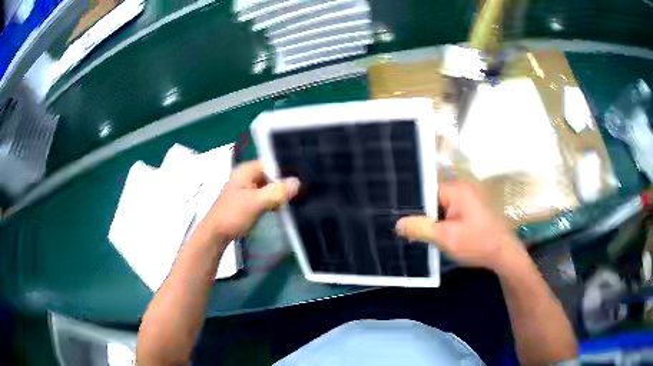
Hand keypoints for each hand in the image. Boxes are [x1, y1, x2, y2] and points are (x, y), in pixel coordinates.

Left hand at [195, 161, 299, 243]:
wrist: (215, 235)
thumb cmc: (233, 215)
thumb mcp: (256, 202)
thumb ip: (277, 192)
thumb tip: (297, 183)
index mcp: (245, 171)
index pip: (271, 163)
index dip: (286, 170)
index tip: (302, 178)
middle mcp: (246, 177)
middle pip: (271, 175)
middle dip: (284, 183)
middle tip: (303, 191)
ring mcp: (246, 190)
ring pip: (269, 187)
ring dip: (280, 193)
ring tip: (297, 199)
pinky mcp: (248, 202)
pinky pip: (265, 197)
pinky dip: (274, 201)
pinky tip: (284, 208)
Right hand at [395, 182, 523, 272]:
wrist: (504, 255)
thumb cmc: (477, 243)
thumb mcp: (446, 238)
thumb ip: (421, 228)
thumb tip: (397, 223)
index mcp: (457, 189)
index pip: (426, 191)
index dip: (413, 206)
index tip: (401, 221)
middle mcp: (464, 189)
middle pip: (434, 199)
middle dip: (423, 216)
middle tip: (408, 232)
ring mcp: (470, 199)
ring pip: (442, 208)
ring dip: (433, 222)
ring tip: (419, 236)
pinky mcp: (473, 210)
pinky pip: (451, 213)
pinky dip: (443, 224)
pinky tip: (437, 237)